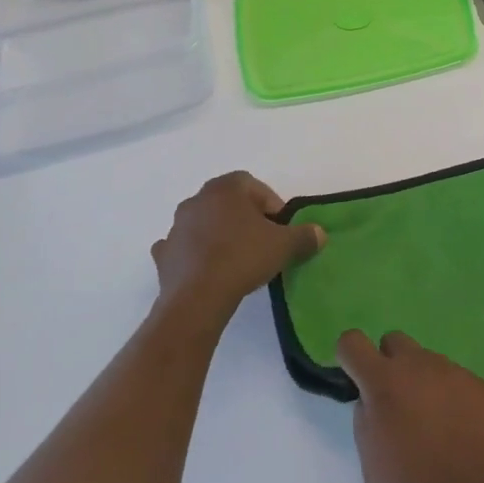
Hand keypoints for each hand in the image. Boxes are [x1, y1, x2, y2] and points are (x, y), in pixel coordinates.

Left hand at [150, 173, 323, 330]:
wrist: (198, 297)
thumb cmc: (243, 258)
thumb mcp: (284, 246)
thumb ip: (304, 235)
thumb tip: (319, 233)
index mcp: (225, 189)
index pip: (253, 184)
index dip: (270, 203)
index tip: (280, 226)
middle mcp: (196, 200)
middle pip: (227, 201)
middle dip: (245, 216)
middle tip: (262, 239)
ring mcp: (176, 227)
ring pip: (203, 222)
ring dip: (219, 233)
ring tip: (236, 257)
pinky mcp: (164, 254)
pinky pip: (182, 247)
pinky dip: (194, 253)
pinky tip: (206, 269)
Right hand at [336, 330, 483, 482]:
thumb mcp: (372, 464)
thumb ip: (366, 421)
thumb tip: (372, 401)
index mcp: (385, 384)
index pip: (353, 342)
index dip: (350, 358)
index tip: (356, 380)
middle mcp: (420, 366)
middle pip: (394, 342)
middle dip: (388, 365)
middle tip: (396, 404)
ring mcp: (454, 372)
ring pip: (427, 361)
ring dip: (422, 382)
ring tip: (433, 425)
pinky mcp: (481, 385)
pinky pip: (455, 379)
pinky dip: (450, 396)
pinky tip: (459, 431)